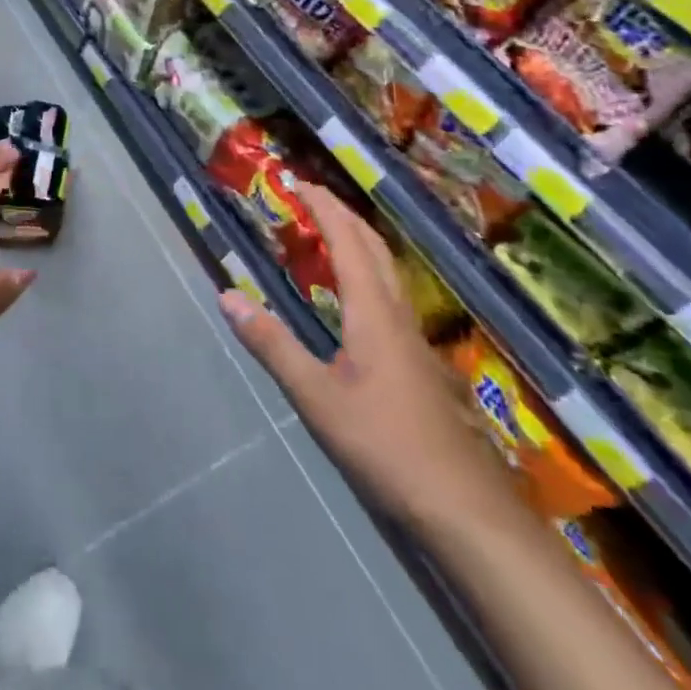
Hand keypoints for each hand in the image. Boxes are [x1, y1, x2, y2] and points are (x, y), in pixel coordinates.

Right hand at [220, 185, 510, 531]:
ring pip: (387, 270)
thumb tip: (226, 295)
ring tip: (327, 233)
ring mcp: (413, 340)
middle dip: (341, 214)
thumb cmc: (386, 446)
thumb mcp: (317, 398)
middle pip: (373, 247)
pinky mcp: (418, 363)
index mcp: (373, 312)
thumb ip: (272, 345)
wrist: (464, 508)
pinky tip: (353, 298)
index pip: (348, 241)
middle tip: (309, 197)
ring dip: (357, 240)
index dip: (323, 207)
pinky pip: (389, 295)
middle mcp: (396, 314)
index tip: (297, 182)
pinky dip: (366, 271)